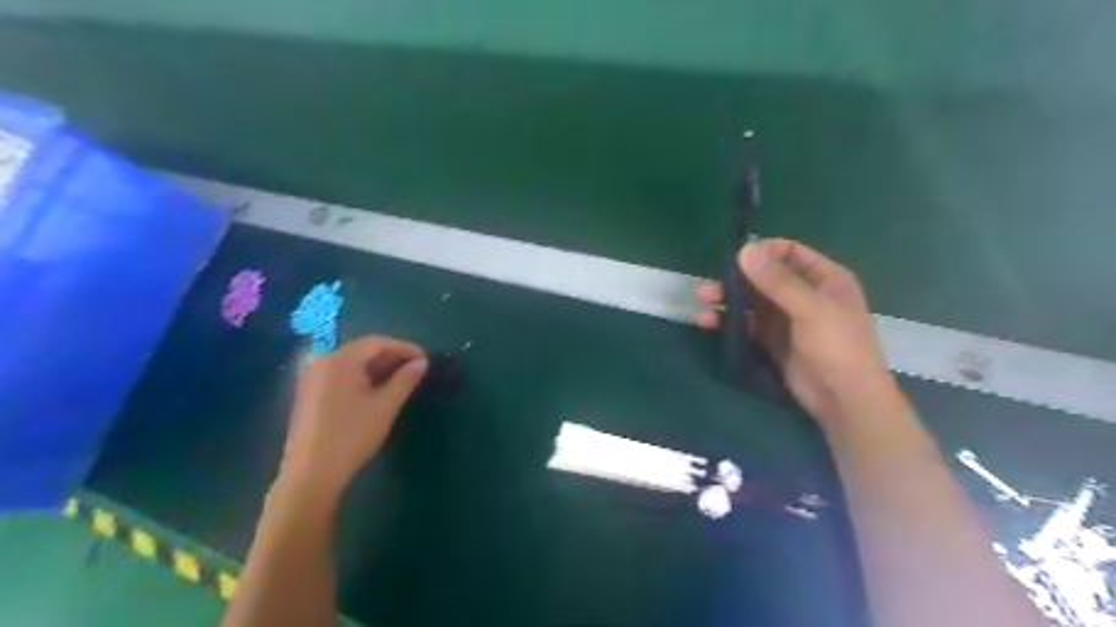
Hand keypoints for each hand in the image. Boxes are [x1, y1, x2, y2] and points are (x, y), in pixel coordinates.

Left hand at [282, 335, 427, 495]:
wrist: (311, 474)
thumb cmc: (352, 435)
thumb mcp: (386, 406)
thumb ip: (405, 380)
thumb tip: (421, 362)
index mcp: (340, 360)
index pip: (377, 342)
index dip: (404, 347)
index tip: (425, 359)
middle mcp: (323, 362)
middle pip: (363, 350)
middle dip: (391, 356)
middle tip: (416, 368)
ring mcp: (313, 378)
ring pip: (352, 363)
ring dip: (378, 367)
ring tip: (401, 379)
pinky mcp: (309, 393)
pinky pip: (341, 374)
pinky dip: (362, 376)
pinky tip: (376, 390)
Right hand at [695, 240, 905, 429]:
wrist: (845, 400)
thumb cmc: (837, 346)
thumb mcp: (810, 309)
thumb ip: (778, 281)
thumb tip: (745, 249)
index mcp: (823, 278)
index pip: (789, 252)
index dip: (763, 252)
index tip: (736, 260)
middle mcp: (803, 294)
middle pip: (764, 277)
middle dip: (736, 279)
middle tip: (709, 286)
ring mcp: (786, 318)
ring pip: (752, 301)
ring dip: (727, 299)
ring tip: (702, 302)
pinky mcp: (772, 340)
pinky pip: (747, 324)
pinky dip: (729, 321)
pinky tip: (708, 322)